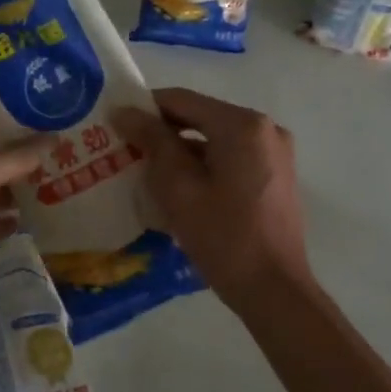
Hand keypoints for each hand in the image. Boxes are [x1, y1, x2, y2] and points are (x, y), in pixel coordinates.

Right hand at [114, 87, 315, 311]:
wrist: (275, 291)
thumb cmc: (223, 237)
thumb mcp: (178, 187)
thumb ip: (152, 142)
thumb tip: (125, 111)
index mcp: (243, 125)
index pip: (182, 100)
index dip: (145, 108)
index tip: (114, 123)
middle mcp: (265, 128)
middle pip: (201, 117)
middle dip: (163, 132)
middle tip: (125, 150)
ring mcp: (275, 153)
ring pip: (215, 139)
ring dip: (182, 151)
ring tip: (146, 173)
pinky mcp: (276, 176)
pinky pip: (231, 157)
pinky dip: (204, 166)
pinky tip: (180, 190)